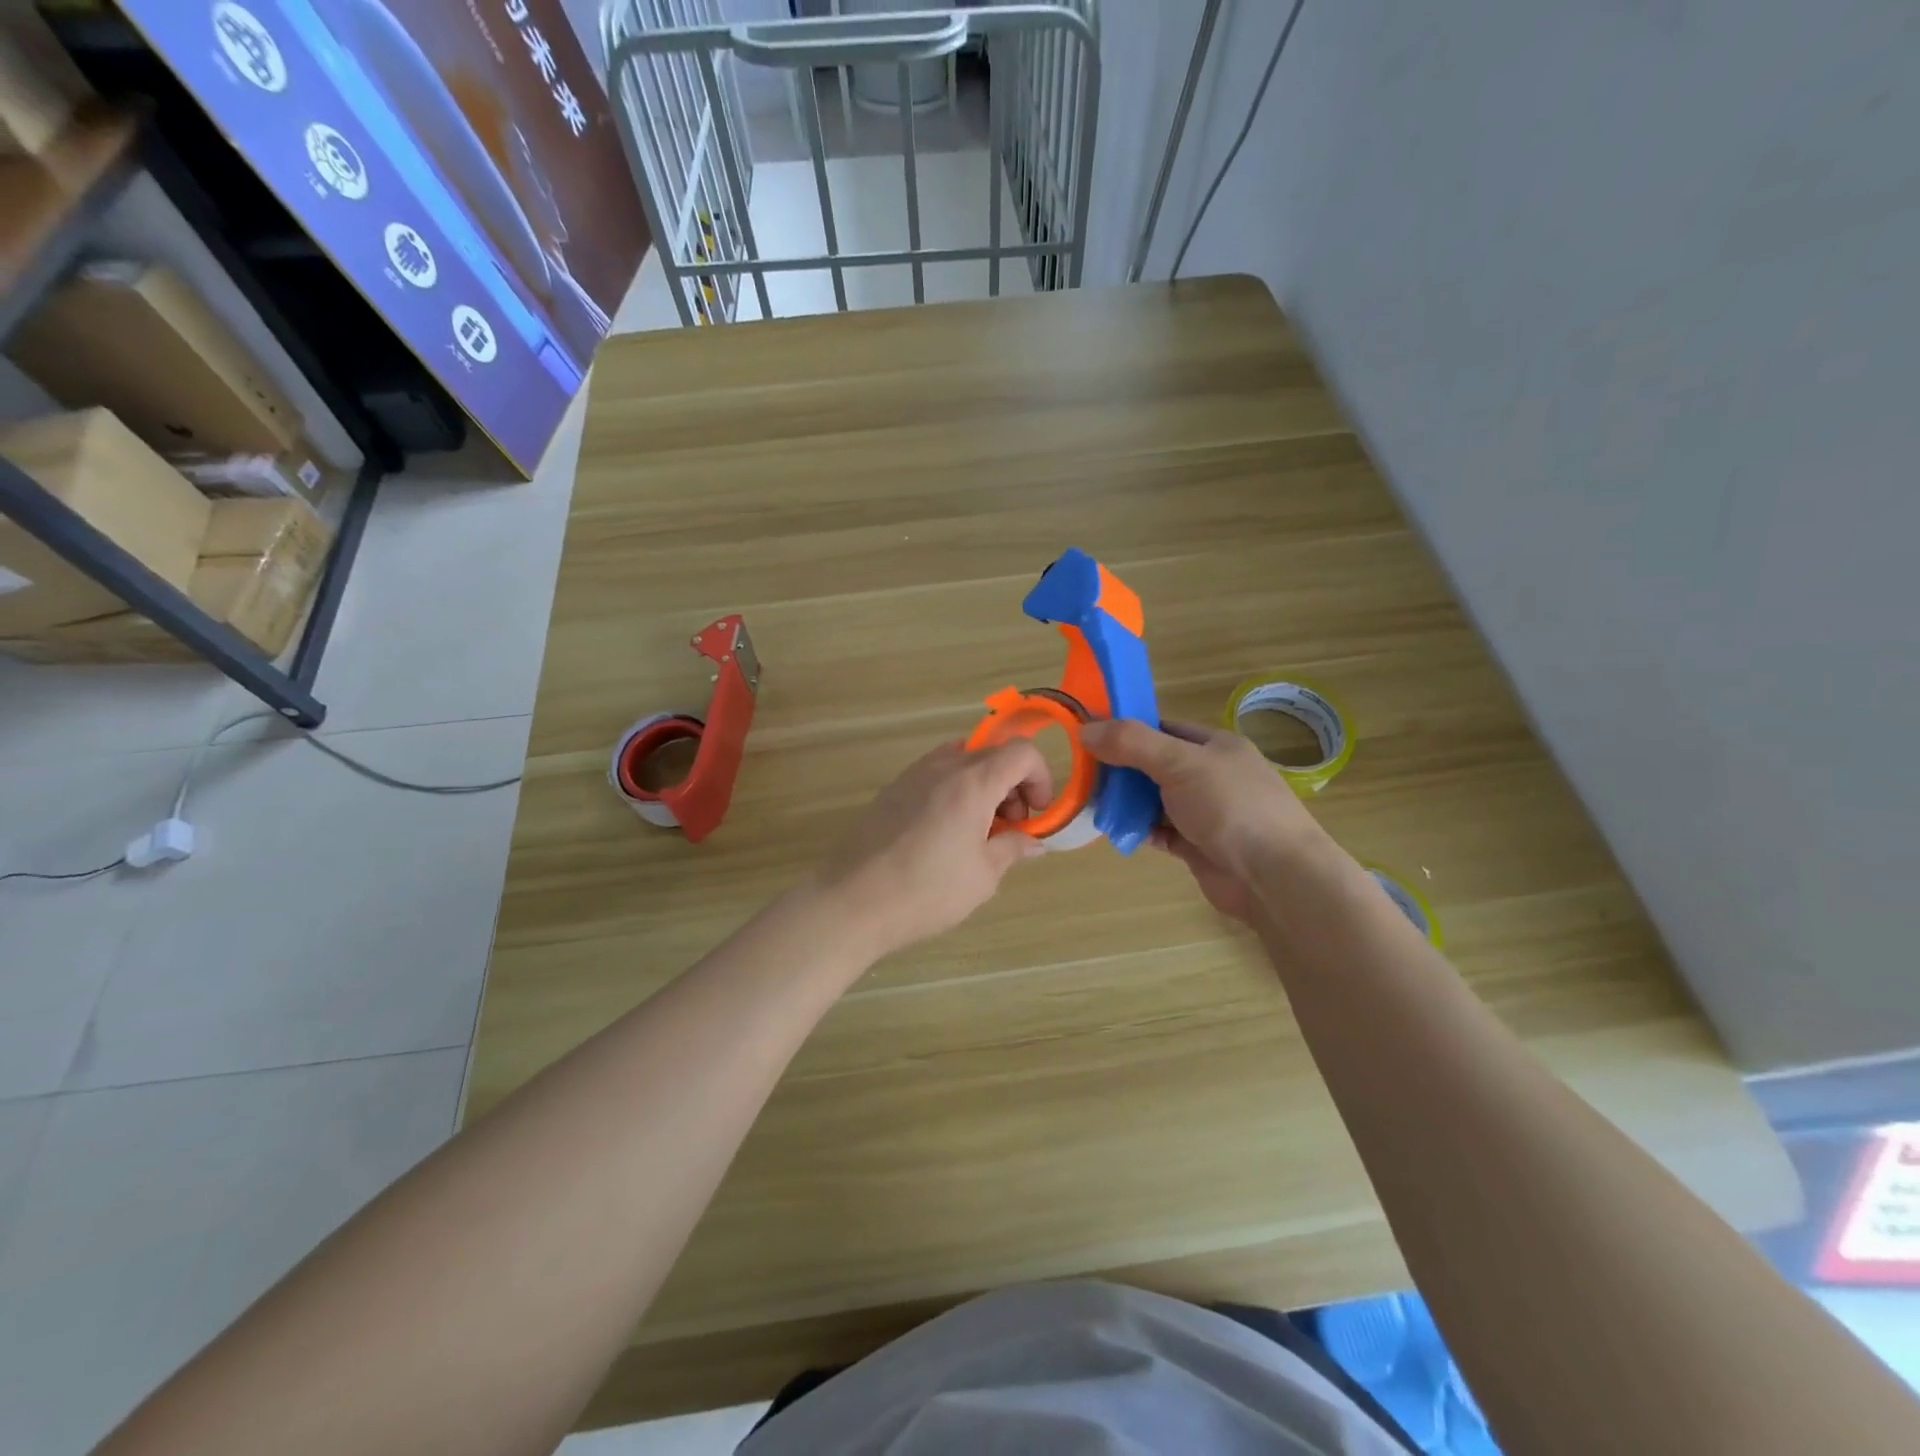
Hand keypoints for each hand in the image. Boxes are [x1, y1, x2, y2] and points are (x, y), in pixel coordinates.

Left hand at [815, 740, 1049, 959]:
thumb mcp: (983, 875)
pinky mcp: (892, 790)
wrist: (852, 901)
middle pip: (992, 753)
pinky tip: (946, 832)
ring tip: (978, 831)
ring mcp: (912, 775)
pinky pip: (935, 775)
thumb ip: (1012, 848)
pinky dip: (954, 790)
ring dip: (983, 786)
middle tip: (1010, 827)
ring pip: (962, 761)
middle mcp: (942, 766)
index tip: (1036, 814)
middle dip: (1013, 784)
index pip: (1021, 752)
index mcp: (972, 782)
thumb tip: (1033, 841)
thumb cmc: (927, 890)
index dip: (1040, 777)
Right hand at [1081, 718, 1325, 924]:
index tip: (1090, 737)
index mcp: (1215, 746)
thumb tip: (1085, 730)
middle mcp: (1210, 775)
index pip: (1163, 728)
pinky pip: (1160, 831)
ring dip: (1126, 803)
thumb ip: (1132, 744)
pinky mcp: (1198, 845)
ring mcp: (1205, 812)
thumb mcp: (1179, 763)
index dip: (1127, 730)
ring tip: (1093, 805)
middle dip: (1121, 770)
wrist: (1274, 877)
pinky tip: (1116, 831)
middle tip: (1084, 775)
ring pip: (1155, 800)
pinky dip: (1139, 829)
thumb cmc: (1231, 807)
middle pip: (1154, 765)